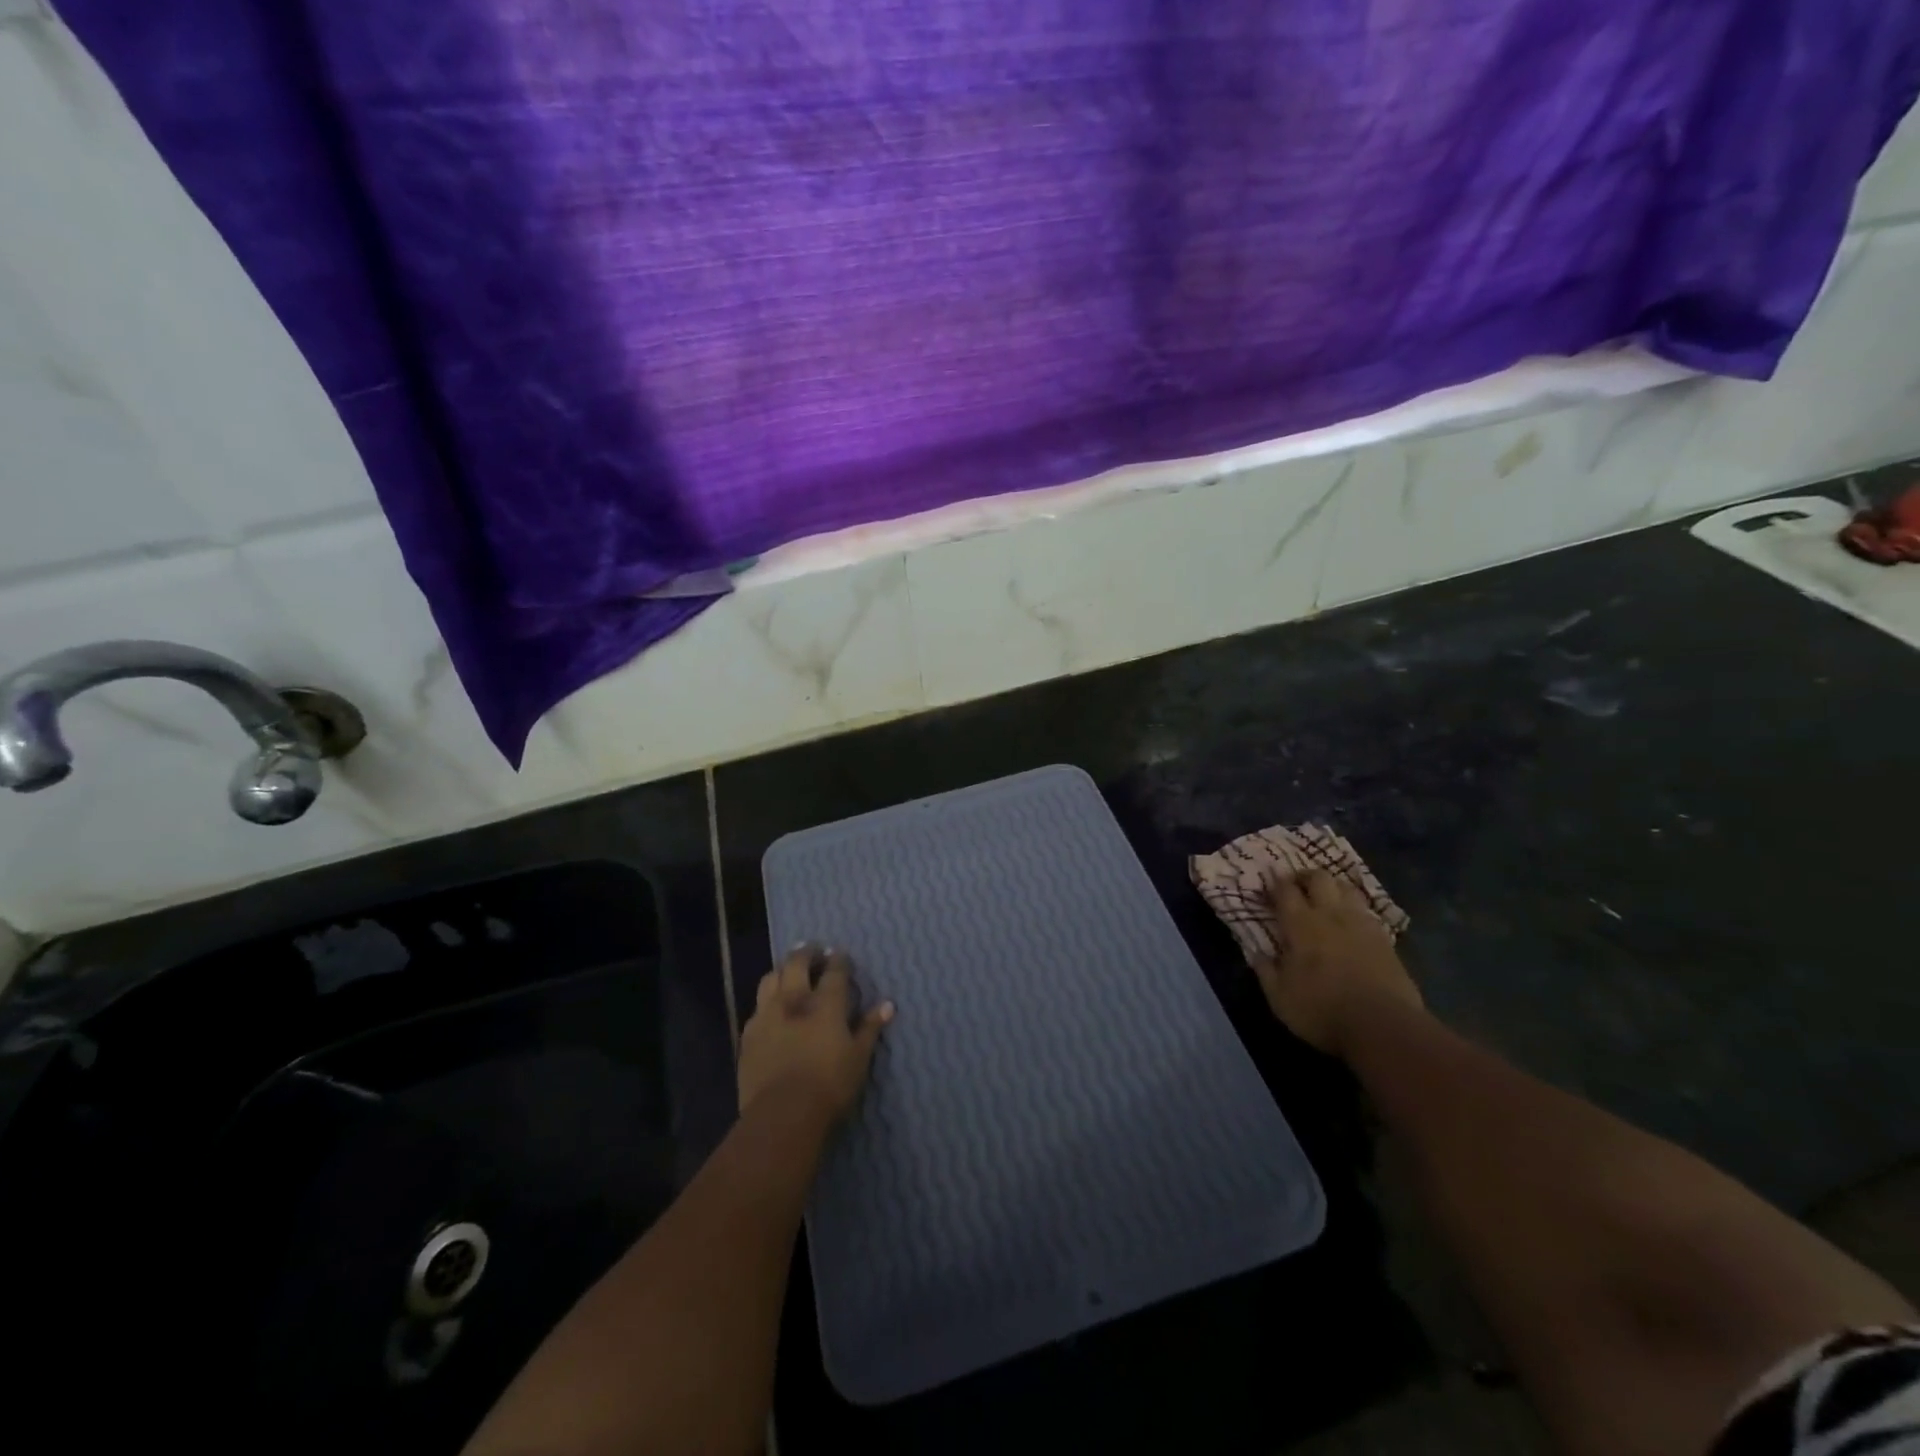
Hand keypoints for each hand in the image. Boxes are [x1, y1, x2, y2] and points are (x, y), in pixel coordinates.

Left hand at [737, 944, 892, 1123]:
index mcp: (825, 1003)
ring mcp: (767, 1015)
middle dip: (806, 952)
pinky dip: (766, 1000)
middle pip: (797, 963)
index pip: (834, 971)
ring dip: (782, 970)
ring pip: (771, 978)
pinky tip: (771, 1008)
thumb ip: (870, 1028)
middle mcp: (794, 1000)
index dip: (839, 960)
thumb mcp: (859, 1058)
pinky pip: (756, 1007)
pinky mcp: (748, 1035)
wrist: (782, 1115)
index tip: (840, 954)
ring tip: (789, 972)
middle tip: (813, 950)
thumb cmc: (829, 1086)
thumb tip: (887, 1005)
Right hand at [1253, 870, 1423, 1056]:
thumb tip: (1257, 954)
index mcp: (1301, 925)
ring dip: (1333, 887)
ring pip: (1347, 888)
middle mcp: (1331, 915)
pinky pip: (1367, 911)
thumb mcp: (1280, 998)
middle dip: (1305, 876)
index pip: (1285, 891)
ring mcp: (1361, 925)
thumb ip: (1266, 971)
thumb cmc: (1322, 1010)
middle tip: (1297, 885)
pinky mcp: (1385, 939)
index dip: (1275, 883)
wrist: (1383, 1026)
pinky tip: (1352, 921)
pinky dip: (1355, 909)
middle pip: (1319, 878)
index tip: (1268, 883)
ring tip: (1326, 898)